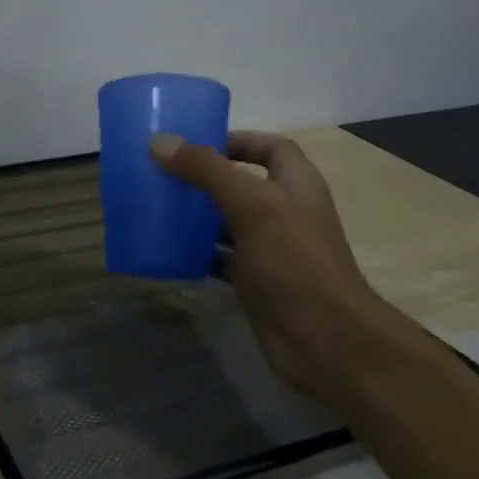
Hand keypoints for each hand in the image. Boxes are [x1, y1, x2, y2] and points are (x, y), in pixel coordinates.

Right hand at [149, 130, 404, 400]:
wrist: (322, 337)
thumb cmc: (293, 260)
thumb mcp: (250, 204)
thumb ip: (206, 170)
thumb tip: (160, 142)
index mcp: (295, 185)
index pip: (270, 147)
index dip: (237, 140)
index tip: (194, 144)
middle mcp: (285, 212)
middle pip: (243, 183)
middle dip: (205, 178)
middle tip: (163, 175)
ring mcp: (271, 248)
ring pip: (227, 221)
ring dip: (196, 216)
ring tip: (157, 208)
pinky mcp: (255, 280)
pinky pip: (220, 258)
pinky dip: (196, 252)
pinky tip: (168, 250)